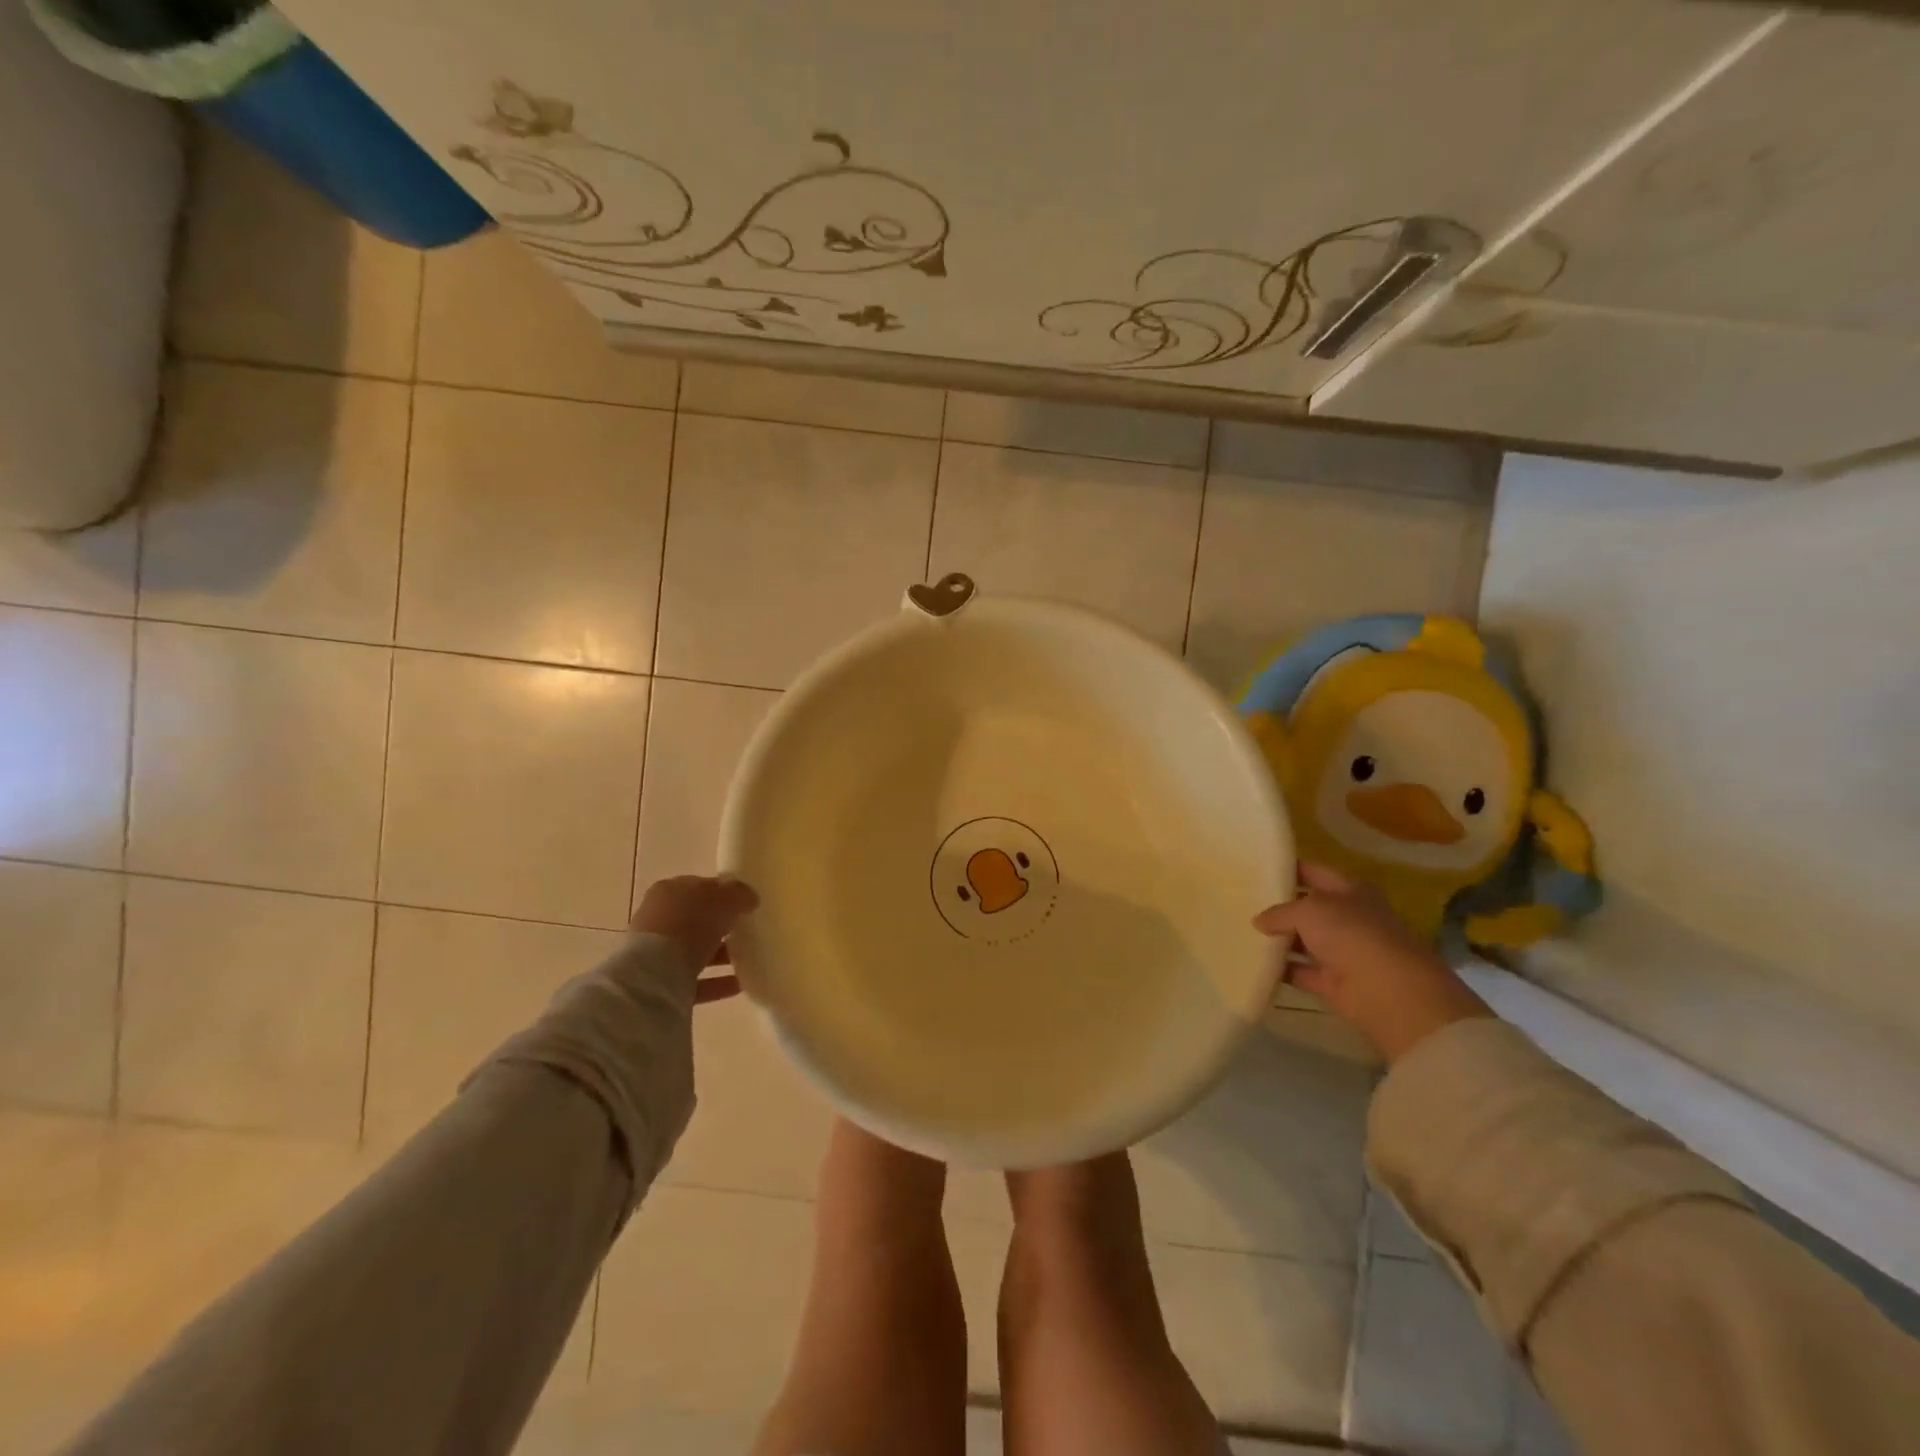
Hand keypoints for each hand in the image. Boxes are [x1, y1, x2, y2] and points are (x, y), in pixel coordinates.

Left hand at [631, 875, 759, 1004]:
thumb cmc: (690, 923)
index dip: (724, 893)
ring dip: (719, 955)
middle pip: (696, 920)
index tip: (745, 904)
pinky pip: (695, 980)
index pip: (700, 887)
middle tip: (746, 931)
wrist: (655, 974)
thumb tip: (750, 898)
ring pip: (694, 950)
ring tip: (747, 960)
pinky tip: (739, 984)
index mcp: (670, 891)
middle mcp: (659, 918)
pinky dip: (716, 981)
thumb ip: (740, 894)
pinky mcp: (661, 982)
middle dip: (720, 926)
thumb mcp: (725, 898)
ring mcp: (657, 952)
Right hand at [1253, 863, 1490, 1063]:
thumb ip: (1280, 912)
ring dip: (1277, 939)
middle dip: (1278, 906)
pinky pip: (1300, 972)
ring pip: (1303, 940)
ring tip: (1241, 932)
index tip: (1257, 868)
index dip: (1288, 869)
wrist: (1390, 992)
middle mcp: (1348, 918)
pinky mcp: (1334, 982)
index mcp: (1350, 890)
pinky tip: (1253, 963)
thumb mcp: (1309, 910)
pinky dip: (1281, 970)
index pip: (1314, 872)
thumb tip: (1258, 921)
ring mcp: (1343, 951)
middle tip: (1241, 901)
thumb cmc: (1352, 934)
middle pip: (1307, 908)